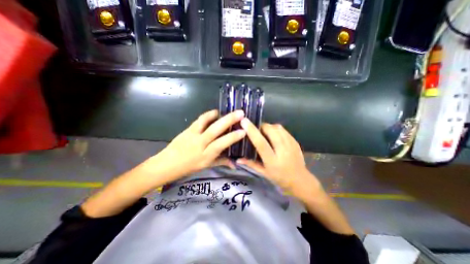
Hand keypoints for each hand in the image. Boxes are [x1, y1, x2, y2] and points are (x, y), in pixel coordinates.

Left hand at [143, 109, 246, 181]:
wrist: (166, 164)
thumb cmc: (188, 167)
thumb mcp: (206, 166)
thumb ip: (222, 162)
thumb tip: (235, 164)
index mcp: (206, 155)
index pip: (221, 144)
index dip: (233, 137)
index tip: (244, 131)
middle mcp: (200, 144)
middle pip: (215, 130)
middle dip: (229, 120)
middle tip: (240, 113)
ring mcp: (193, 135)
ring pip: (206, 122)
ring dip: (218, 115)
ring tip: (227, 111)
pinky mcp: (187, 129)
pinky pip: (199, 120)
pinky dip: (208, 115)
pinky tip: (215, 113)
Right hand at [237, 119, 320, 200]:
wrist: (300, 180)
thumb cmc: (280, 178)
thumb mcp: (264, 173)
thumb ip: (251, 164)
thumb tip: (237, 159)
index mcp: (272, 160)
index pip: (261, 142)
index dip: (252, 131)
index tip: (244, 121)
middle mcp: (282, 151)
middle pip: (271, 130)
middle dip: (262, 126)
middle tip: (257, 130)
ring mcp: (291, 145)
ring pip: (278, 128)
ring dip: (269, 127)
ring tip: (265, 132)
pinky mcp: (295, 142)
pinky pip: (284, 130)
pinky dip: (276, 129)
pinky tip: (274, 134)